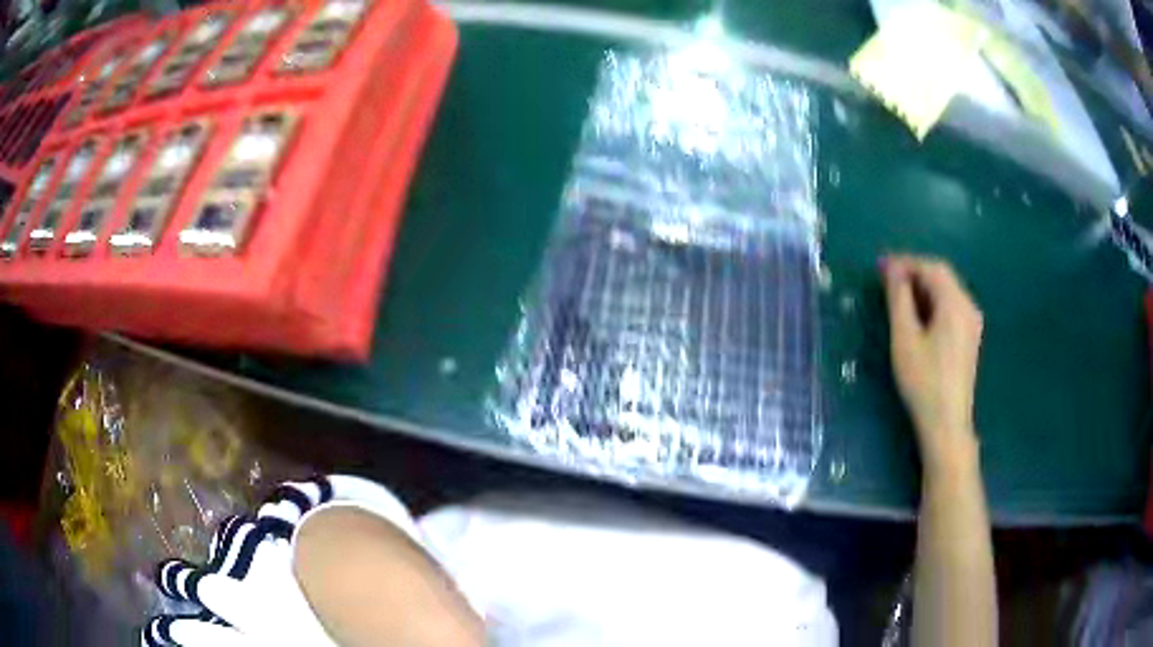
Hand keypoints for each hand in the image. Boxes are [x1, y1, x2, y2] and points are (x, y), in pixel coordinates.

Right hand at [882, 255, 983, 472]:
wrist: (946, 424)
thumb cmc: (923, 381)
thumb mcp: (905, 338)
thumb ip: (899, 299)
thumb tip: (893, 270)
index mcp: (955, 303)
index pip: (931, 268)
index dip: (905, 262)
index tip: (881, 266)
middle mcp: (968, 307)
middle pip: (942, 277)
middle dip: (914, 273)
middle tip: (887, 279)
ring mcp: (972, 323)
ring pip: (947, 292)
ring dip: (923, 288)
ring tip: (898, 296)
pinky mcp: (969, 338)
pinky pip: (951, 308)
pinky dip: (932, 303)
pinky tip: (918, 316)